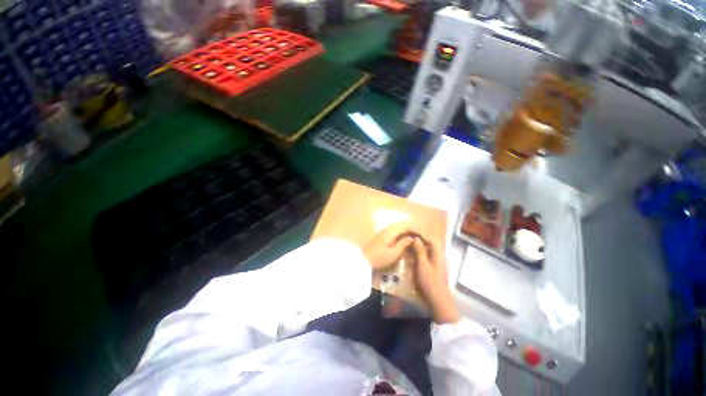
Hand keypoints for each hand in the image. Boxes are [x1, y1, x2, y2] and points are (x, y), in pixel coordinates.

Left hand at [363, 223, 416, 271]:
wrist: (363, 260)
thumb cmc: (379, 258)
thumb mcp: (394, 253)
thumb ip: (403, 244)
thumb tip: (412, 237)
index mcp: (391, 231)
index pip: (405, 225)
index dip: (415, 229)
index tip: (422, 236)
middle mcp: (387, 228)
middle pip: (401, 224)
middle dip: (411, 229)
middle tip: (418, 237)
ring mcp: (383, 231)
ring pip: (397, 227)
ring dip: (405, 231)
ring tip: (412, 239)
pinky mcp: (380, 236)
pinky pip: (393, 231)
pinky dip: (400, 233)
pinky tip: (402, 240)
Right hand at [412, 238, 458, 323]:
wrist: (438, 302)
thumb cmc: (430, 282)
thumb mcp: (423, 265)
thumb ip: (420, 251)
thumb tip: (416, 238)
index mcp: (438, 255)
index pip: (431, 240)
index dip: (422, 235)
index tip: (411, 232)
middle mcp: (438, 258)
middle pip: (429, 246)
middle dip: (418, 242)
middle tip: (407, 240)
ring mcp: (436, 265)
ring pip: (426, 253)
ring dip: (417, 249)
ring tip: (407, 247)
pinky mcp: (432, 271)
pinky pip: (425, 260)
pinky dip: (418, 257)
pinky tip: (411, 259)